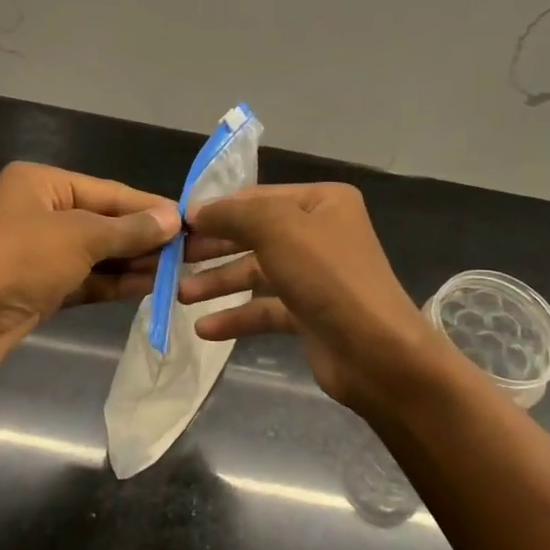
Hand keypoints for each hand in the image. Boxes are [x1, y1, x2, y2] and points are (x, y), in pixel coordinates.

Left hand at [0, 162, 179, 384]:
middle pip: (104, 222)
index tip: (191, 220)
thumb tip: (173, 217)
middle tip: (193, 250)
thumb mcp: (78, 237)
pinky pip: (86, 280)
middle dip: (145, 237)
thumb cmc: (15, 259)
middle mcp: (39, 212)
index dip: (150, 206)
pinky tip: (151, 287)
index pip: (109, 191)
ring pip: (97, 254)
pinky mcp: (38, 290)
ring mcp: (38, 253)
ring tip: (181, 270)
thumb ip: (127, 229)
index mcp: (42, 183)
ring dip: (134, 262)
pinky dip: (114, 283)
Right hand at [177, 183, 460, 424]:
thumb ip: (232, 214)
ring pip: (256, 272)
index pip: (258, 196)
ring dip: (219, 282)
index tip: (178, 224)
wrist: (376, 353)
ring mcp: (315, 276)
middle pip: (255, 234)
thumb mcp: (276, 229)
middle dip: (214, 247)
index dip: (218, 209)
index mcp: (322, 202)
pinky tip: (204, 329)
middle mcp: (320, 233)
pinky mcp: (309, 314)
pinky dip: (236, 316)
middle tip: (174, 258)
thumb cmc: (327, 277)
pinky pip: (265, 308)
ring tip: (181, 295)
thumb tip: (195, 211)